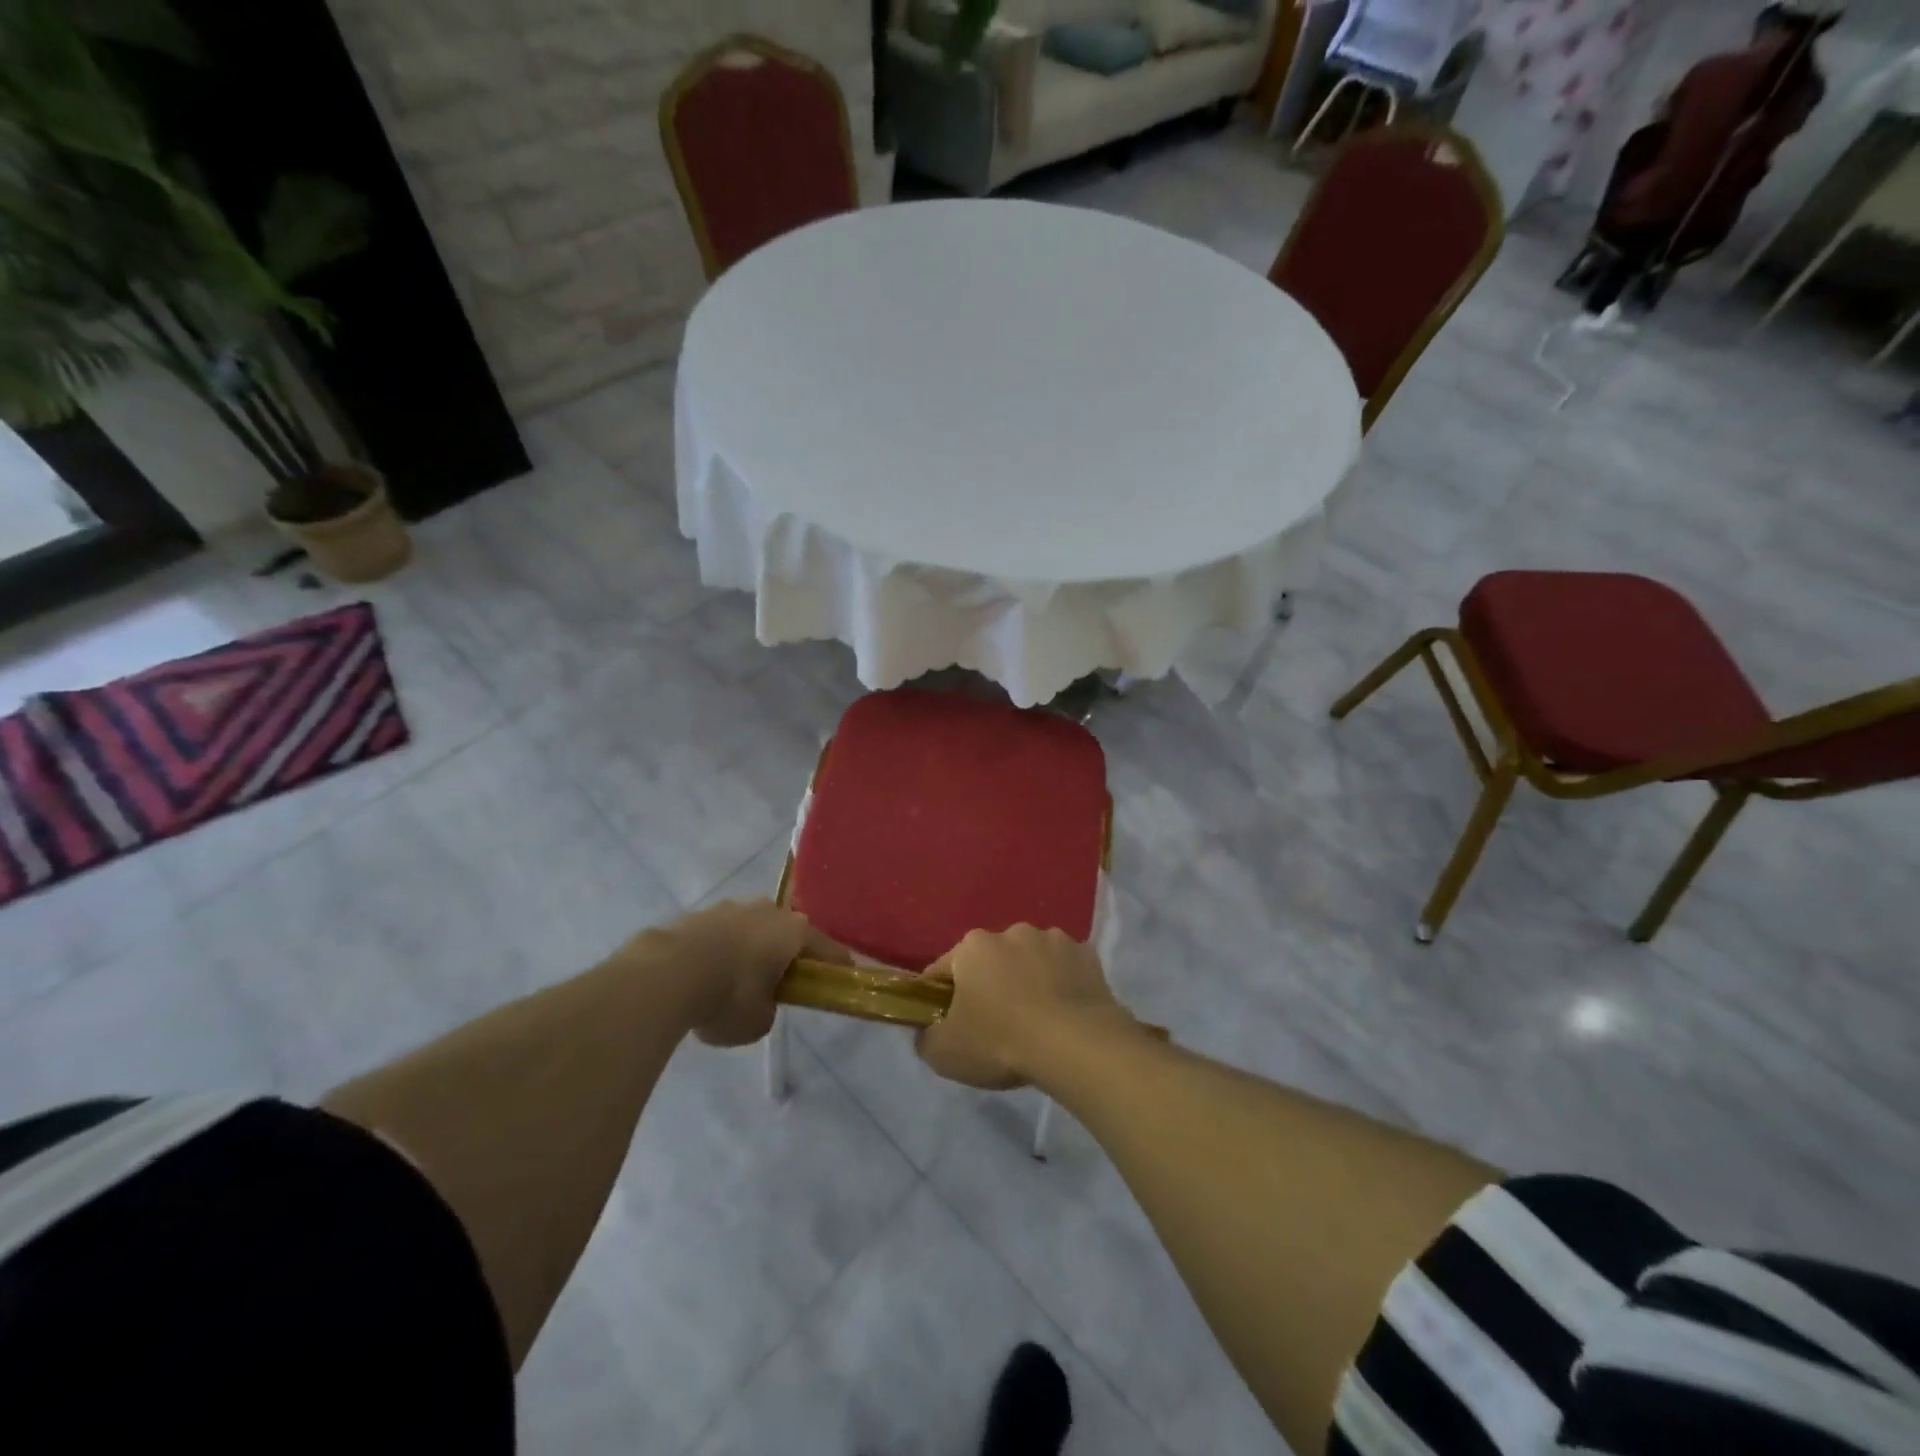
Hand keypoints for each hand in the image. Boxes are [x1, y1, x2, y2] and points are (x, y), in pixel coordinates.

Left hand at [646, 900, 849, 1047]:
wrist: (666, 973)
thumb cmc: (728, 996)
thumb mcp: (758, 1021)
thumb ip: (769, 1009)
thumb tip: (760, 1001)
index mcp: (793, 931)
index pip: (826, 949)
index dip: (835, 966)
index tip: (842, 978)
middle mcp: (766, 910)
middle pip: (785, 933)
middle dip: (785, 955)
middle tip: (780, 983)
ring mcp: (728, 908)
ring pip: (749, 930)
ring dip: (748, 951)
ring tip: (735, 982)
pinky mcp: (696, 915)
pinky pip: (718, 936)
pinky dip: (718, 953)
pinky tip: (705, 977)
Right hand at [915, 925, 1132, 1089]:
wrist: (1074, 1044)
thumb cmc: (1000, 1041)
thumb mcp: (944, 1053)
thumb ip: (926, 1036)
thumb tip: (928, 1031)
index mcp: (973, 946)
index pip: (944, 969)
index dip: (941, 997)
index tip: (948, 1022)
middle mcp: (1012, 932)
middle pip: (991, 960)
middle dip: (991, 984)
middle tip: (996, 1024)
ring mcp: (1053, 939)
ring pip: (1031, 960)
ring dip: (1029, 979)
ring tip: (1037, 1019)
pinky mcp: (1086, 955)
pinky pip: (1066, 969)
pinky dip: (1063, 984)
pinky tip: (1065, 1014)